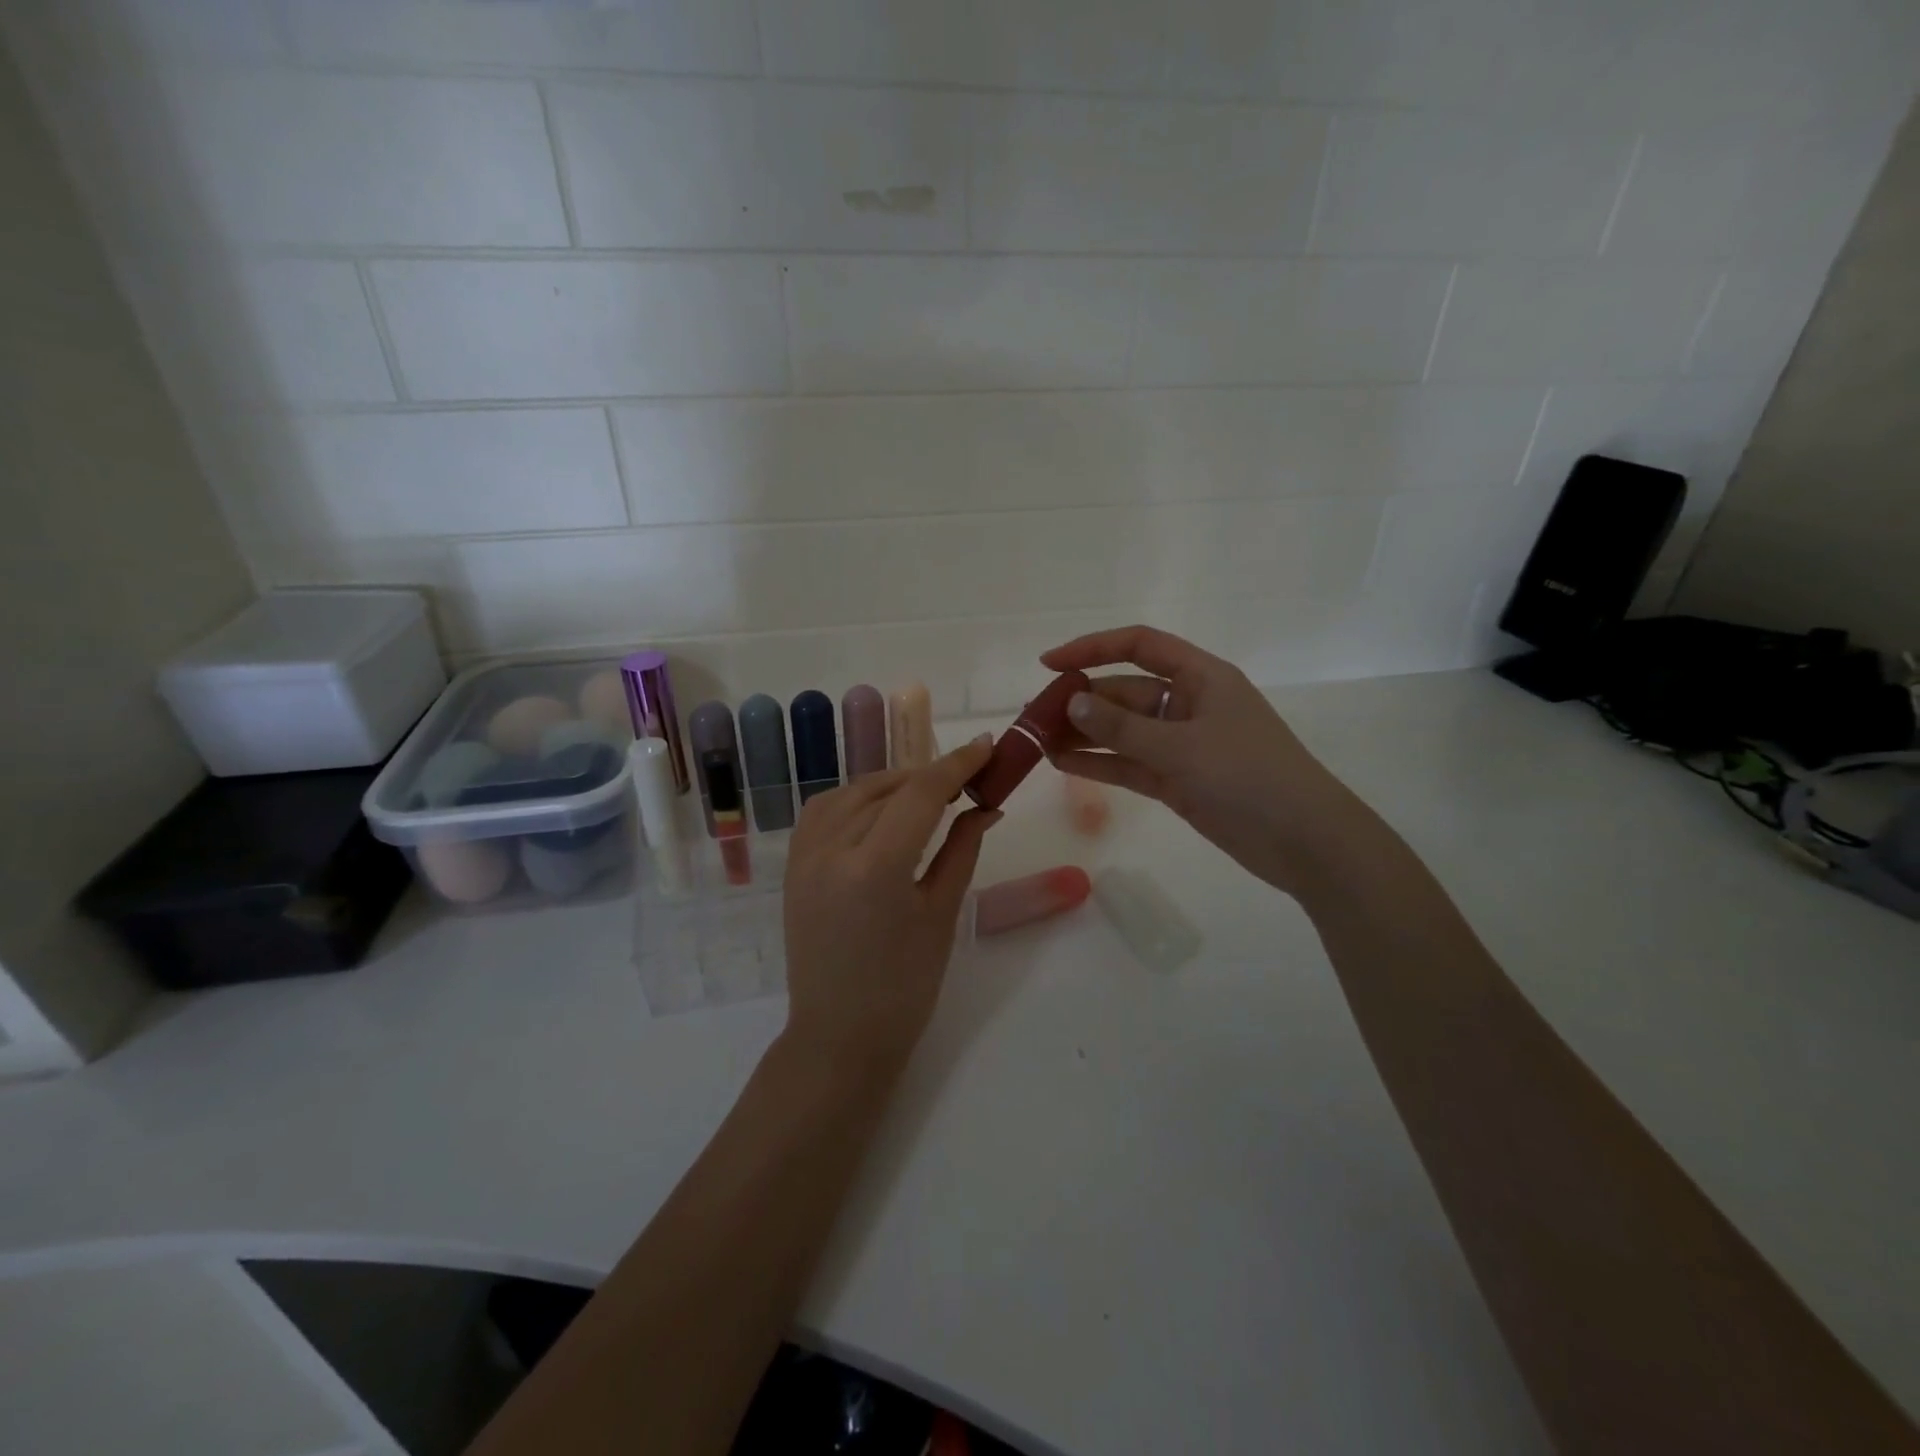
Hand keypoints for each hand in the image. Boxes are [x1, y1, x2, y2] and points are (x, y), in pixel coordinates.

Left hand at [781, 738, 998, 1075]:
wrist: (838, 1036)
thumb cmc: (904, 987)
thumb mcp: (942, 914)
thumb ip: (962, 849)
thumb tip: (986, 806)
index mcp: (875, 867)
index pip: (920, 793)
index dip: (957, 764)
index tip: (987, 746)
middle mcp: (831, 850)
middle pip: (886, 787)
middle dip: (929, 775)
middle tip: (967, 779)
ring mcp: (804, 856)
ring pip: (852, 792)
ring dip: (892, 783)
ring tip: (926, 794)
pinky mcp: (793, 865)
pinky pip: (824, 810)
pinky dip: (856, 798)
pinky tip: (880, 809)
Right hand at [1042, 625, 1370, 896]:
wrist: (1304, 841)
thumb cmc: (1249, 776)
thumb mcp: (1182, 747)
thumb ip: (1123, 728)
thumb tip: (1072, 703)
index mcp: (1201, 677)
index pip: (1139, 646)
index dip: (1092, 648)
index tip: (1048, 664)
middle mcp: (1188, 704)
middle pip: (1124, 692)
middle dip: (1081, 702)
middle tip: (1034, 719)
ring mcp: (1182, 744)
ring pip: (1123, 731)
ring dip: (1085, 735)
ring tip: (1038, 743)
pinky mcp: (1178, 780)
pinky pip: (1130, 764)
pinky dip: (1100, 764)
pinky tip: (1064, 764)